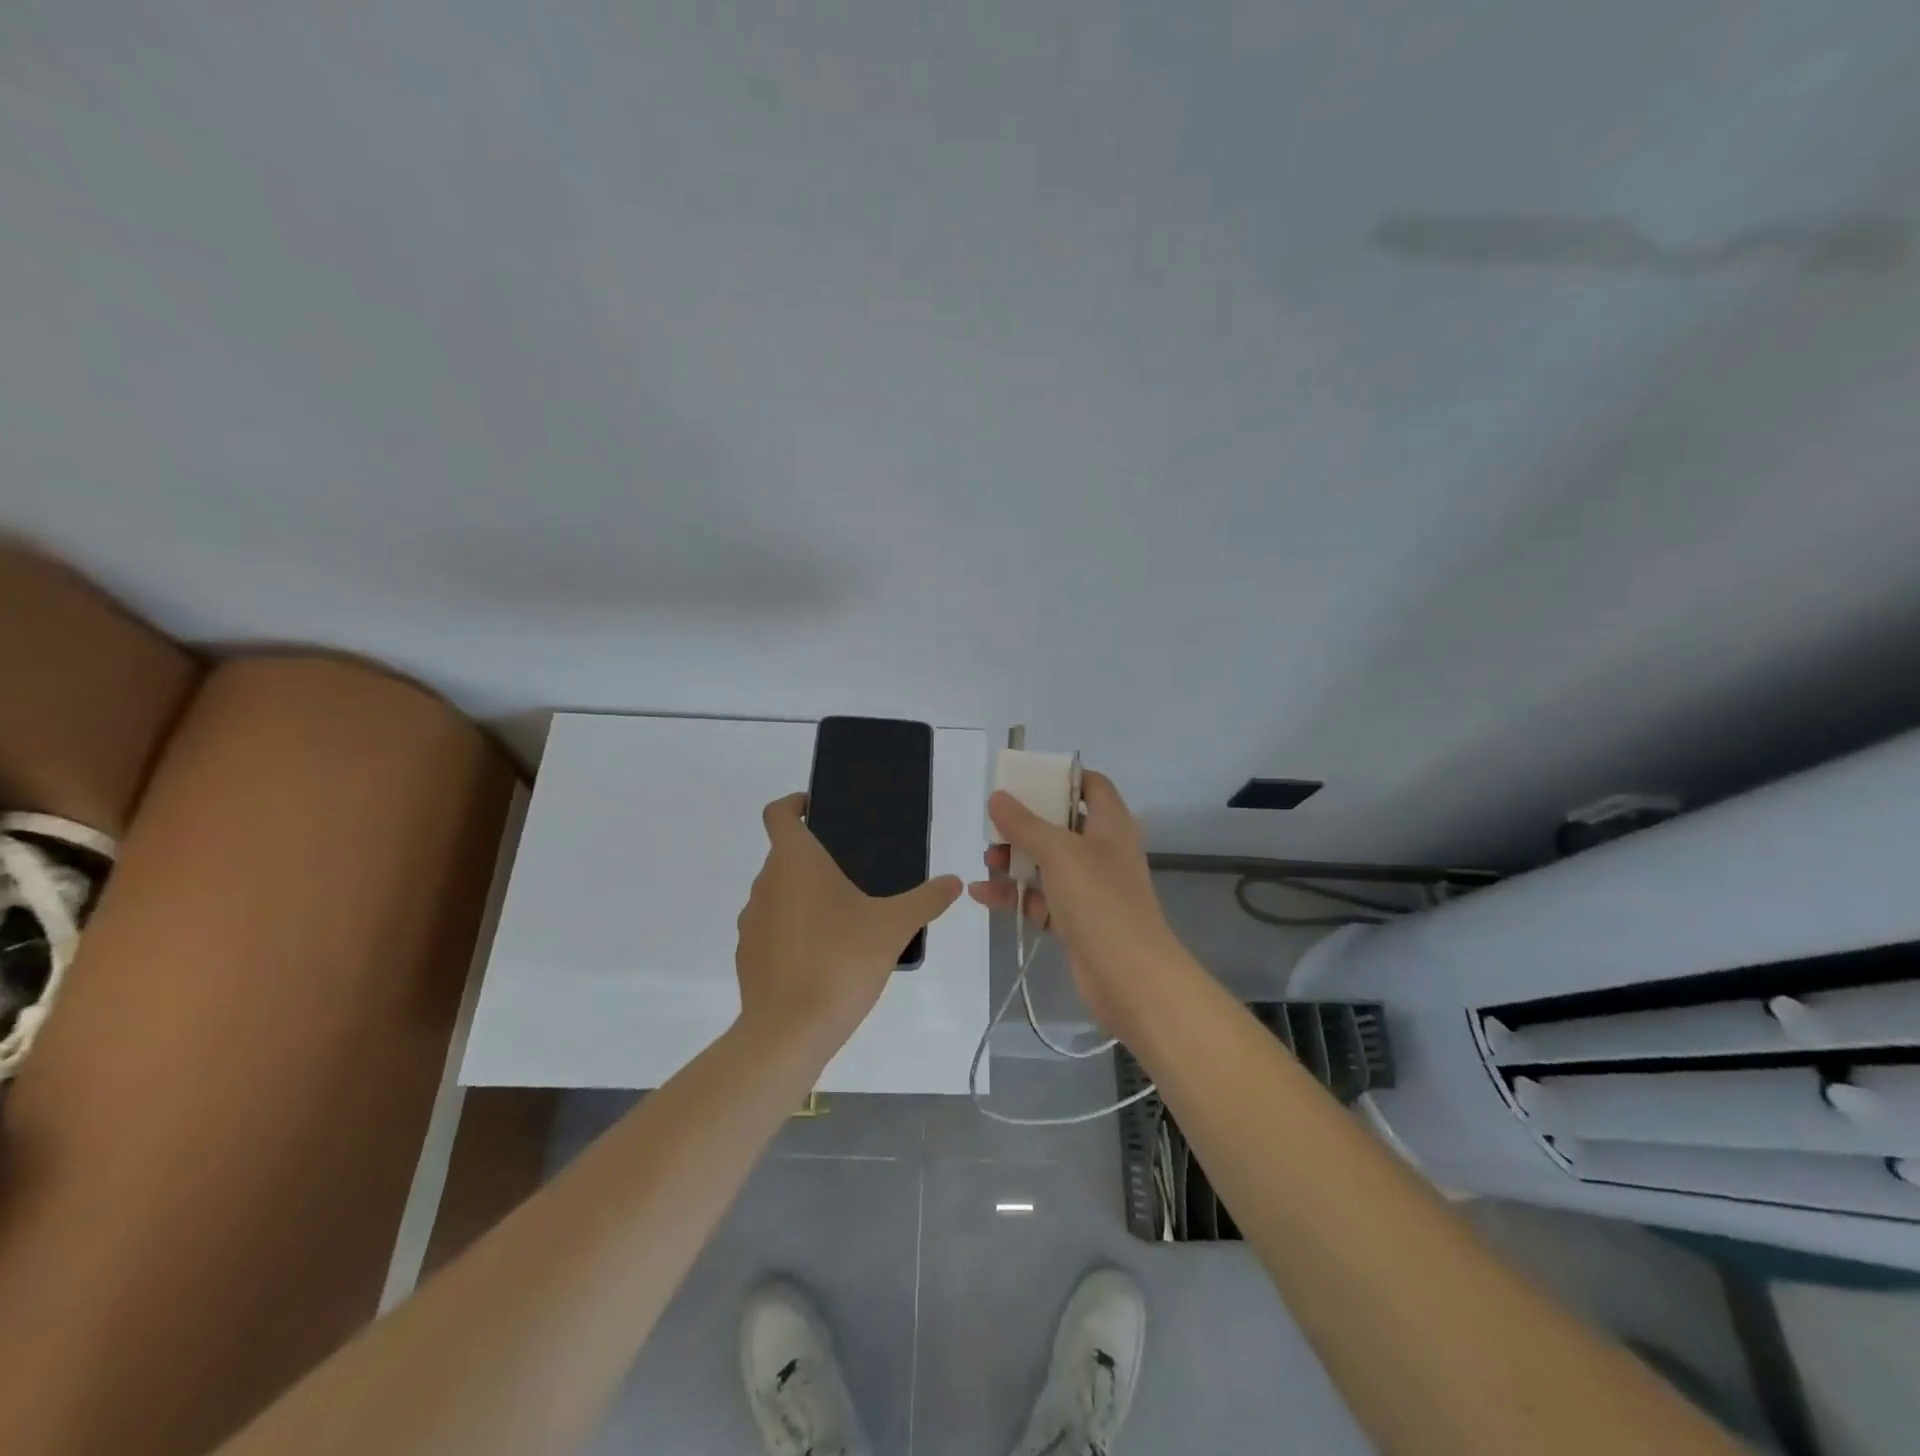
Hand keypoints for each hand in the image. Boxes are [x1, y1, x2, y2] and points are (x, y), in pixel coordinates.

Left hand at [735, 794, 963, 1055]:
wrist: (789, 1032)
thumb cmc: (840, 962)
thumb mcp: (894, 927)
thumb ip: (926, 900)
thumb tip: (954, 882)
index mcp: (795, 862)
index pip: (778, 813)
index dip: (794, 803)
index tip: (817, 809)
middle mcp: (766, 883)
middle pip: (784, 855)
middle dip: (815, 858)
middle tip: (855, 872)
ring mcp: (751, 921)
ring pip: (777, 892)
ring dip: (803, 895)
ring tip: (844, 917)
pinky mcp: (747, 955)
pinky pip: (771, 927)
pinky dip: (793, 929)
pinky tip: (824, 955)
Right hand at [967, 770, 1190, 1038]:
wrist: (1129, 975)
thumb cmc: (1099, 899)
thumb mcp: (1058, 852)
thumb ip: (1024, 823)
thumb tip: (997, 797)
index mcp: (1111, 824)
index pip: (1092, 786)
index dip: (1062, 779)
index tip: (1027, 781)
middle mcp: (1103, 851)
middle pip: (1061, 825)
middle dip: (1025, 826)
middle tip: (995, 829)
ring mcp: (1091, 887)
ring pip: (1047, 864)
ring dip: (1015, 862)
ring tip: (986, 864)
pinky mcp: (1077, 919)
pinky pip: (1041, 898)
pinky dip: (1016, 895)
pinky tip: (983, 895)